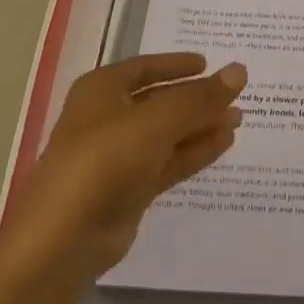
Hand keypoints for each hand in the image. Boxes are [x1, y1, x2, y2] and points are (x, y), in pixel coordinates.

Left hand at [0, 53, 245, 287]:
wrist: (63, 240)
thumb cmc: (104, 161)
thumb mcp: (157, 121)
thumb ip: (200, 98)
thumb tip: (240, 70)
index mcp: (101, 91)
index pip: (143, 67)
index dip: (175, 64)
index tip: (208, 63)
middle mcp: (108, 119)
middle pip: (159, 101)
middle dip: (196, 98)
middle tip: (235, 94)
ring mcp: (118, 157)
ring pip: (167, 134)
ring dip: (201, 125)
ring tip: (239, 118)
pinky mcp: (129, 191)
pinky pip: (168, 162)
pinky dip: (195, 151)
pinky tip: (225, 143)